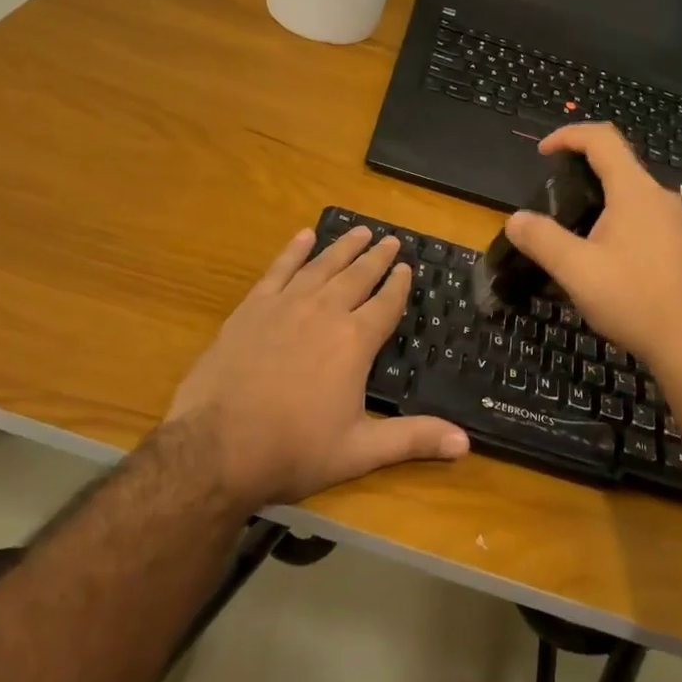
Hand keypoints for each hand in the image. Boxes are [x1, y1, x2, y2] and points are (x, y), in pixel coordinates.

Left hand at [167, 224, 468, 509]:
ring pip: (322, 265)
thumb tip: (466, 442)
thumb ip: (412, 439)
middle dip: (376, 257)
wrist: (216, 447)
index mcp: (354, 341)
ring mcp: (286, 305)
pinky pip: (279, 269)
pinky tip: (304, 236)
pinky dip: (293, 251)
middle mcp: (325, 311)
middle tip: (390, 239)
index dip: (399, 284)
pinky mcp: (252, 308)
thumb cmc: (293, 450)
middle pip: (357, 276)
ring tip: (359, 230)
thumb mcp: (359, 451)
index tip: (407, 267)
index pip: (385, 303)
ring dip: (343, 247)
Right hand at [504, 124, 681, 379]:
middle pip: (617, 163)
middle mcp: (659, 197)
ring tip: (572, 229)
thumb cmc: (634, 300)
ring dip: (599, 197)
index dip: (568, 135)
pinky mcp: (680, 245)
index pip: (601, 138)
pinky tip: (603, 256)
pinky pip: (643, 216)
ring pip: (631, 192)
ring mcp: (675, 222)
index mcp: (635, 191)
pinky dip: (616, 219)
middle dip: (580, 168)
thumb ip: (542, 239)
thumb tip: (515, 219)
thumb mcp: (576, 271)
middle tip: (552, 196)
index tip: (542, 153)